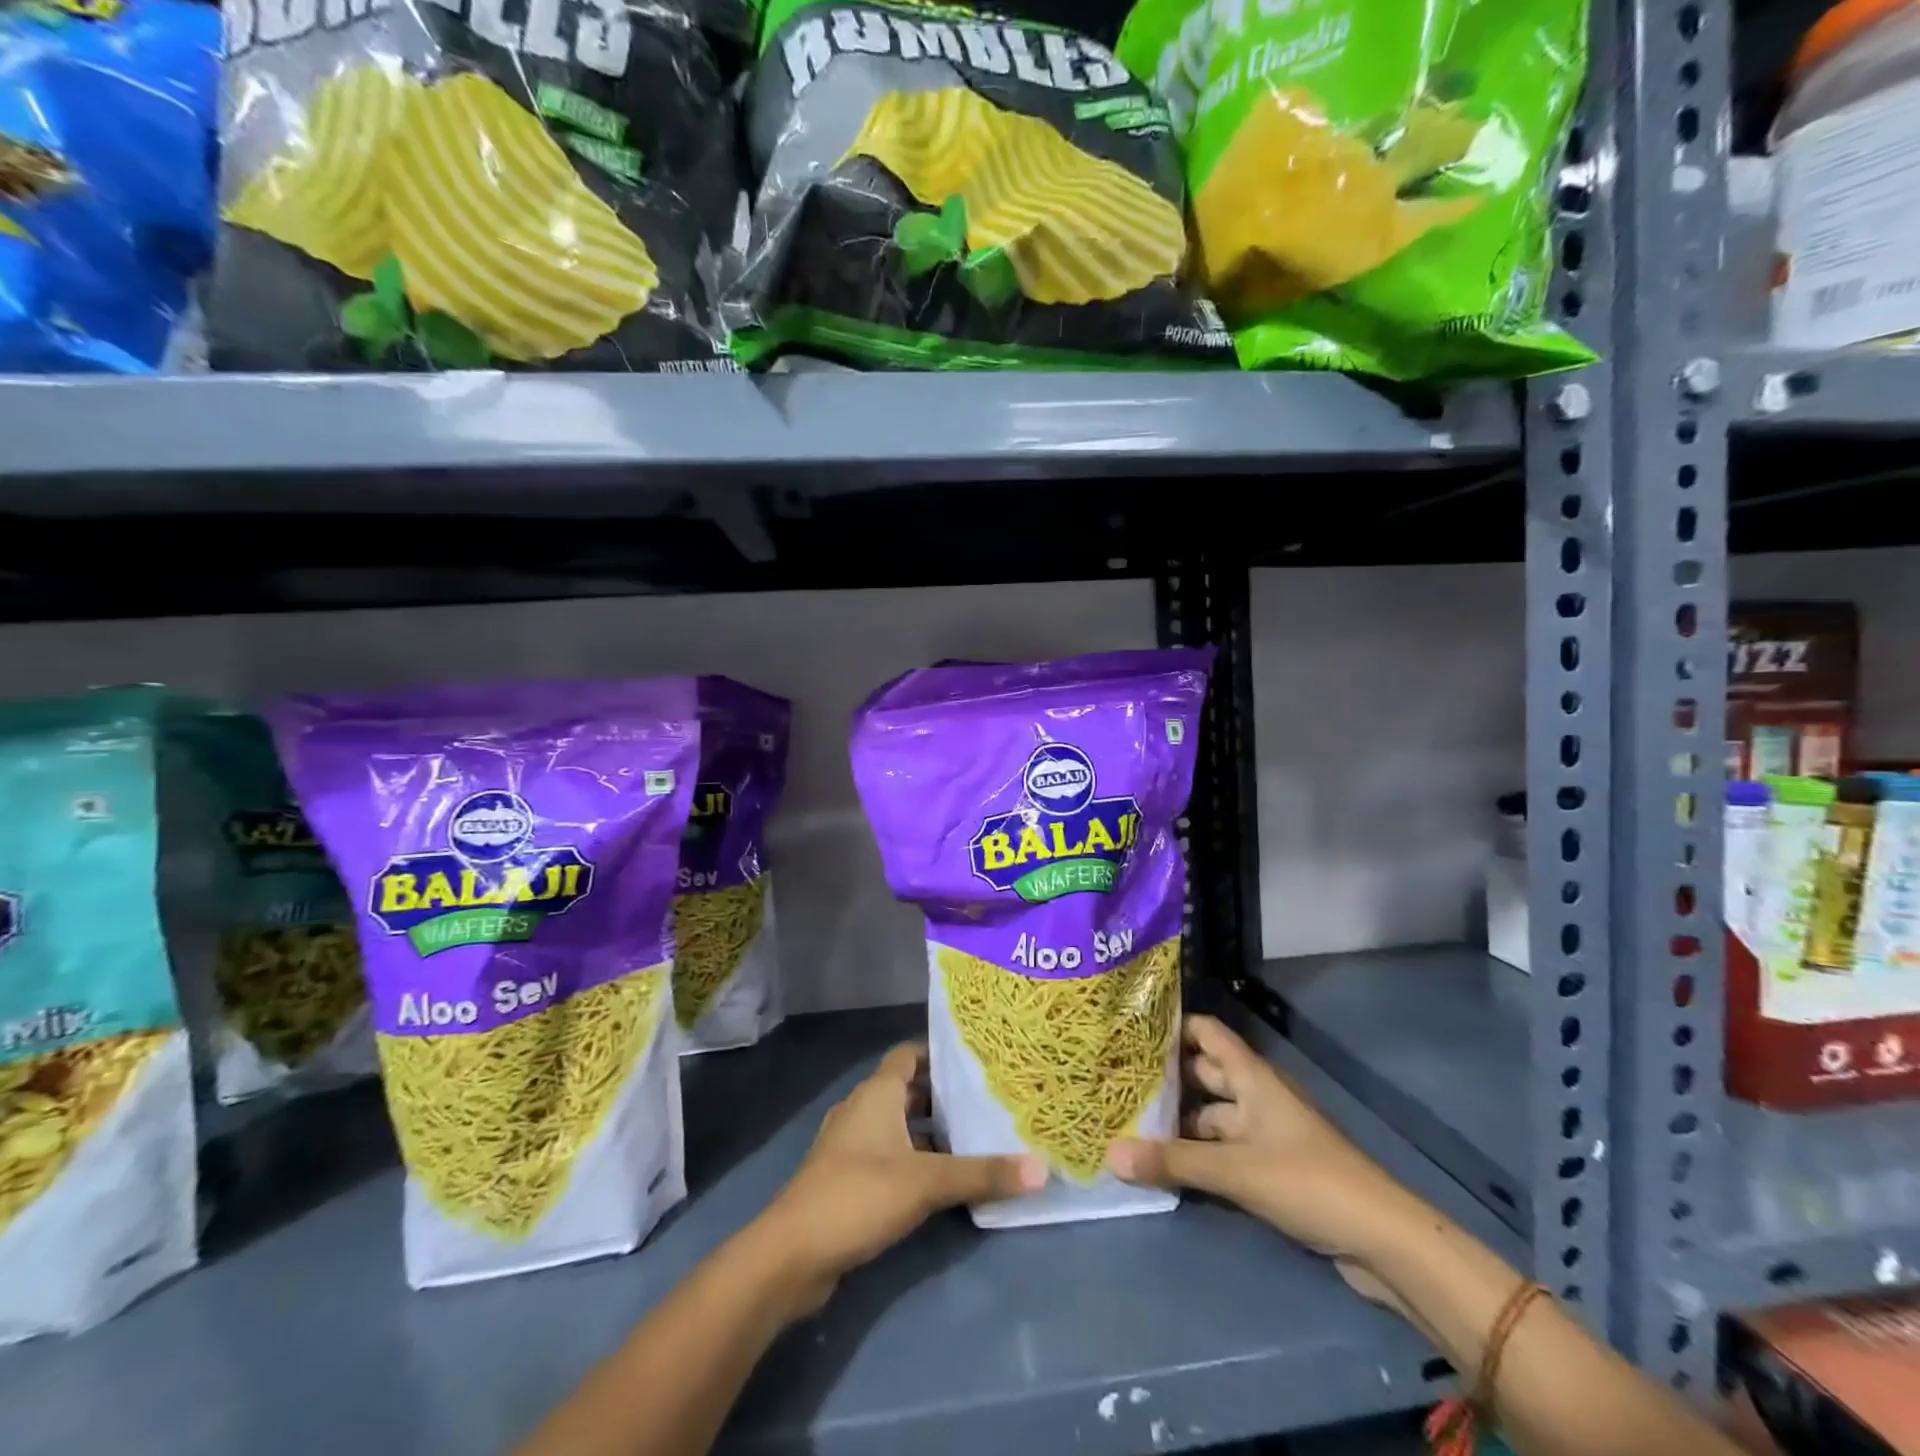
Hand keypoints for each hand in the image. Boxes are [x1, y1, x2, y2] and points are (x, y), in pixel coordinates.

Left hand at [755, 1042, 1044, 1310]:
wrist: (791, 1255)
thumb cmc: (859, 1195)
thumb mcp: (927, 1182)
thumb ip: (982, 1174)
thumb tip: (1042, 1168)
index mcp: (877, 1093)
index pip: (909, 1054)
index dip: (939, 1053)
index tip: (976, 1060)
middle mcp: (861, 1109)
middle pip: (906, 1090)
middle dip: (942, 1096)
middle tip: (986, 1102)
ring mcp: (849, 1145)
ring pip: (897, 1125)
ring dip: (928, 1131)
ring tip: (972, 1140)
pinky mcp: (845, 1179)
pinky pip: (886, 1155)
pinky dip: (912, 1159)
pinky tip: (939, 1181)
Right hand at [1107, 1014, 1409, 1262]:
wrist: (1382, 1239)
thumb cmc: (1308, 1181)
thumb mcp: (1236, 1170)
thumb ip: (1173, 1161)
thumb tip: (1109, 1154)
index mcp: (1252, 1077)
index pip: (1206, 1032)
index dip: (1171, 1026)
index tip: (1129, 1029)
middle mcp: (1256, 1096)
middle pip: (1204, 1074)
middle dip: (1166, 1078)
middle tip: (1117, 1079)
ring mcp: (1265, 1133)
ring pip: (1211, 1116)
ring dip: (1179, 1120)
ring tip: (1129, 1122)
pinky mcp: (1271, 1168)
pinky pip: (1224, 1149)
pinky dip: (1197, 1153)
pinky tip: (1165, 1163)